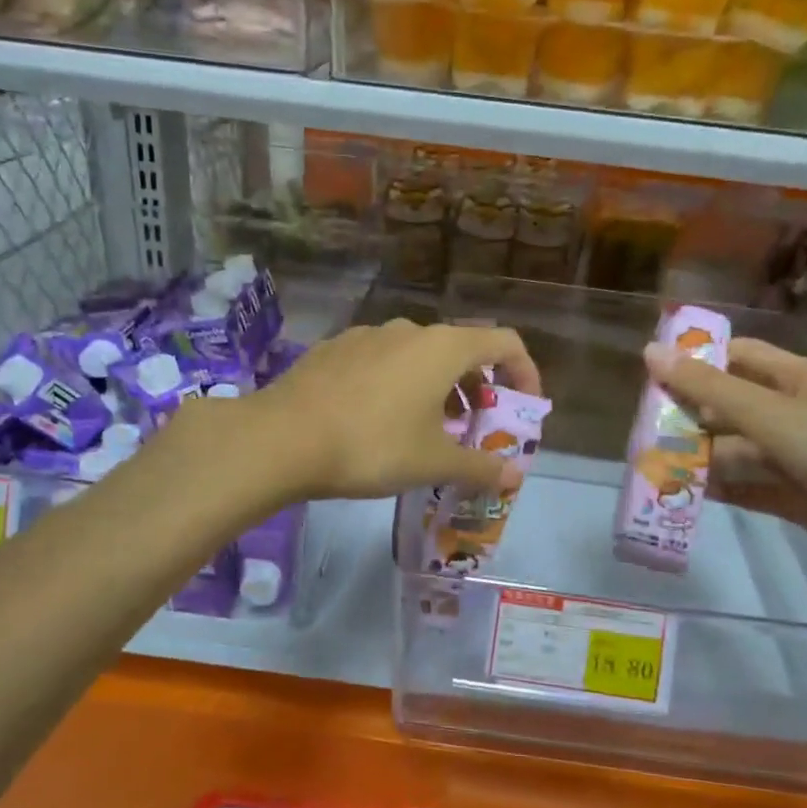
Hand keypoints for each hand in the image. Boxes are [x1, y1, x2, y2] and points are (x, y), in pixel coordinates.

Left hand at [246, 320, 541, 500]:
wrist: (281, 438)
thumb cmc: (372, 445)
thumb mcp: (432, 462)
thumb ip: (479, 467)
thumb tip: (512, 476)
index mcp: (444, 348)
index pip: (505, 343)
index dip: (525, 372)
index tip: (524, 407)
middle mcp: (409, 330)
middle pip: (461, 349)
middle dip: (477, 387)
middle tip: (474, 426)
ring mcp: (368, 335)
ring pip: (419, 355)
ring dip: (437, 387)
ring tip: (428, 428)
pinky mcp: (335, 348)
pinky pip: (383, 360)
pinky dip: (399, 383)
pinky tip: (378, 419)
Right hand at [643, 336, 806, 594]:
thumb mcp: (771, 412)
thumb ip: (708, 387)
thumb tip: (649, 351)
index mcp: (795, 379)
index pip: (736, 357)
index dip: (696, 359)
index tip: (650, 371)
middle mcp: (792, 415)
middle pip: (729, 407)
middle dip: (689, 415)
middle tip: (642, 428)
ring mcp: (794, 459)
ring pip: (734, 451)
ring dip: (698, 457)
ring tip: (652, 465)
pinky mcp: (795, 499)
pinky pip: (746, 488)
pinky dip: (718, 490)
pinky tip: (683, 494)